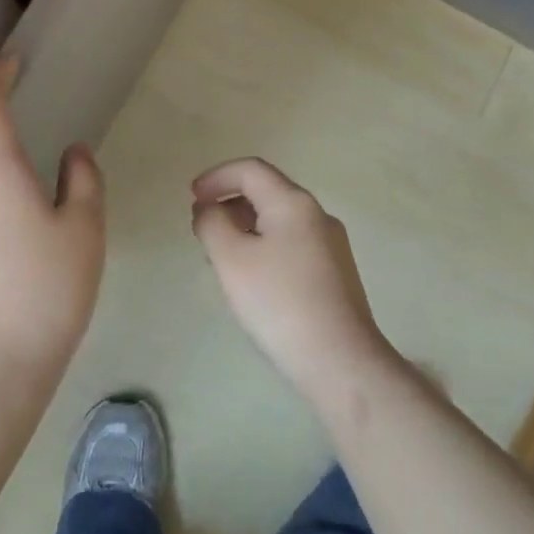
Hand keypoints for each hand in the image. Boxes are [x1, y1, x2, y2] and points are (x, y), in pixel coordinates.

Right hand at [190, 158, 393, 407]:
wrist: (341, 363)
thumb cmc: (280, 304)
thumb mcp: (232, 260)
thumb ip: (212, 224)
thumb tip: (209, 209)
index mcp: (293, 202)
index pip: (250, 170)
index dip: (217, 177)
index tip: (192, 198)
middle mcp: (317, 214)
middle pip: (267, 191)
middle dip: (230, 202)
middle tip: (203, 229)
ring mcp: (331, 244)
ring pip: (279, 219)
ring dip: (246, 226)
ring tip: (222, 256)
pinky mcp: (336, 273)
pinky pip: (292, 243)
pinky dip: (265, 245)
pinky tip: (254, 279)